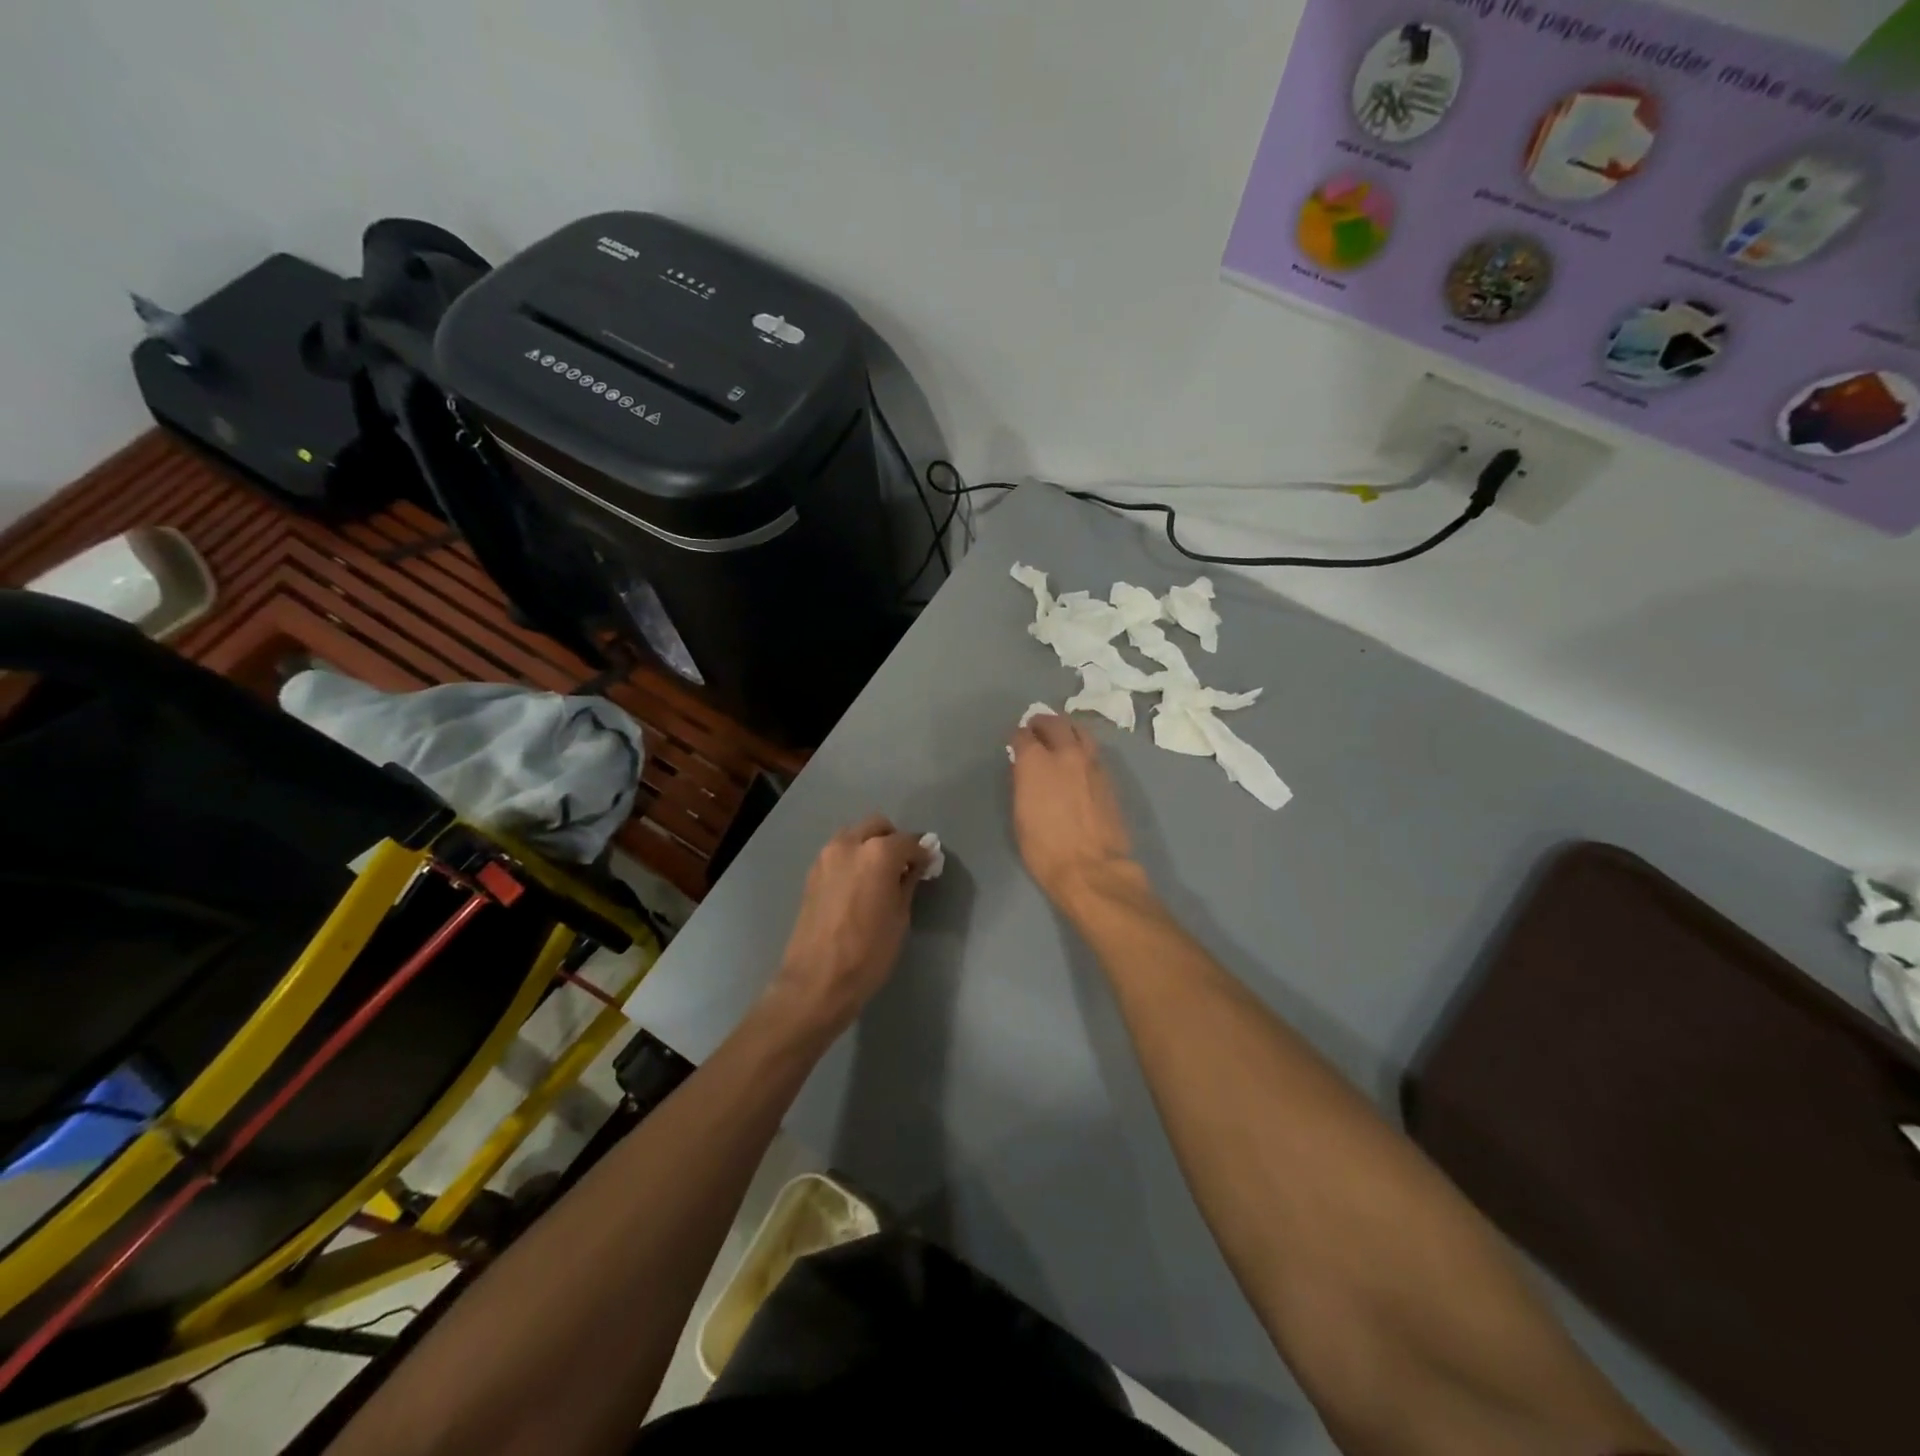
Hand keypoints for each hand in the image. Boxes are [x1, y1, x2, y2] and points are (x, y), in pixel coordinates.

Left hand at [767, 815, 931, 1035]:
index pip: (908, 841)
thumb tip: (916, 866)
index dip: (922, 853)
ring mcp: (826, 857)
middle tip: (905, 867)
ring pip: (855, 836)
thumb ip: (908, 882)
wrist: (817, 981)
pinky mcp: (812, 873)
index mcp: (877, 853)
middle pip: (878, 827)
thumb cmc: (868, 952)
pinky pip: (839, 853)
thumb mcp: (900, 917)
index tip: (929, 866)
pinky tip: (860, 885)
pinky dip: (854, 858)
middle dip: (894, 840)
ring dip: (871, 846)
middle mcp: (849, 845)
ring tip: (881, 876)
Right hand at [1009, 713, 1141, 913]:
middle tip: (1037, 728)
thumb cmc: (1045, 849)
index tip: (1016, 743)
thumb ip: (1023, 784)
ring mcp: (1092, 763)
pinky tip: (1079, 760)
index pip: (1023, 735)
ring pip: (1080, 731)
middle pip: (1055, 723)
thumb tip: (1026, 770)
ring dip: (1067, 730)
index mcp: (1036, 762)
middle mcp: (1065, 754)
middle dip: (1042, 723)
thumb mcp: (1020, 815)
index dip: (1018, 737)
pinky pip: (1094, 751)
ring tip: (1061, 737)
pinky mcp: (1109, 777)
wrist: (1092, 868)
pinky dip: (1083, 748)